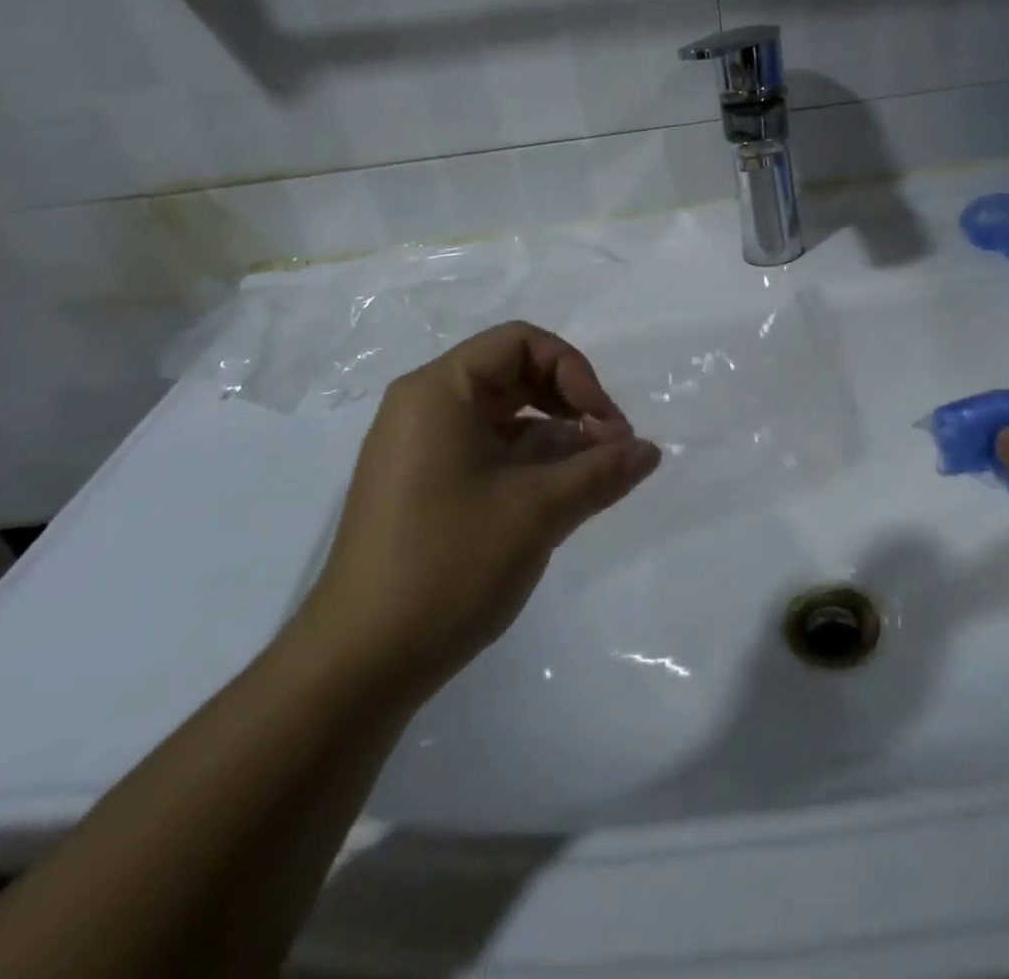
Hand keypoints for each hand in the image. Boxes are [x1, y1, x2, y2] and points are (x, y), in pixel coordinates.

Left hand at [299, 322, 660, 696]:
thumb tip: (650, 451)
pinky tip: (564, 497)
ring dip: (557, 439)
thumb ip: (601, 472)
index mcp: (439, 392)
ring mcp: (421, 451)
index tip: (604, 424)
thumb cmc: (448, 565)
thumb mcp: (538, 511)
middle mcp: (425, 409)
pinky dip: (530, 465)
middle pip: (514, 376)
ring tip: (597, 478)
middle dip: (571, 404)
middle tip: (611, 448)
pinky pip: (488, 454)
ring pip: (505, 419)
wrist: (359, 665)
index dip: (574, 371)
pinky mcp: (425, 489)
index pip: (520, 343)